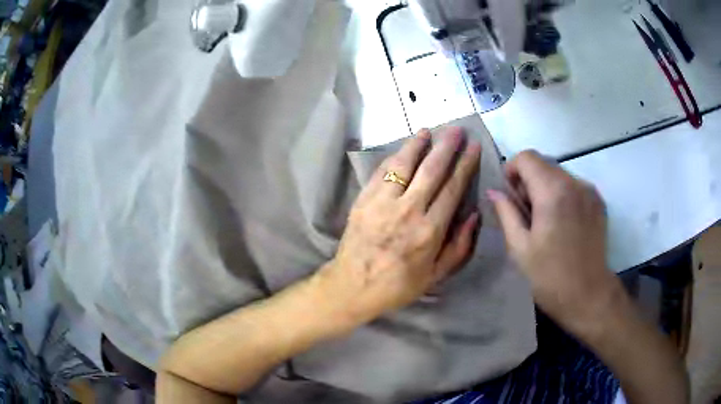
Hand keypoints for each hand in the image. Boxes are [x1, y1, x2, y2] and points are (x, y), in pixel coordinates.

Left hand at [315, 127, 481, 327]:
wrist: (352, 286)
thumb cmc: (398, 284)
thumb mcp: (436, 276)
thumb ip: (459, 246)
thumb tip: (474, 215)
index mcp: (429, 230)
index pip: (452, 188)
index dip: (465, 164)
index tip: (474, 146)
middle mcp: (407, 210)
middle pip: (431, 169)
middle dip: (446, 146)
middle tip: (456, 130)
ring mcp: (382, 202)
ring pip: (403, 164)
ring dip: (417, 144)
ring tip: (428, 131)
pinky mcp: (363, 200)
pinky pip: (381, 172)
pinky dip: (394, 157)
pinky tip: (403, 149)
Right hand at [487, 150, 619, 335]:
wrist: (588, 294)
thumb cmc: (550, 276)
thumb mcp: (520, 248)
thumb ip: (506, 213)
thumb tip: (493, 192)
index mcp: (553, 192)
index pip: (527, 157)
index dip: (513, 170)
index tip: (511, 195)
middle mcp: (574, 183)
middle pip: (544, 163)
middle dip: (529, 180)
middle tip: (526, 212)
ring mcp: (589, 191)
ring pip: (559, 173)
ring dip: (546, 187)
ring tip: (545, 220)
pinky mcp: (598, 201)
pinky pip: (574, 185)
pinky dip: (562, 194)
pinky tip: (562, 222)